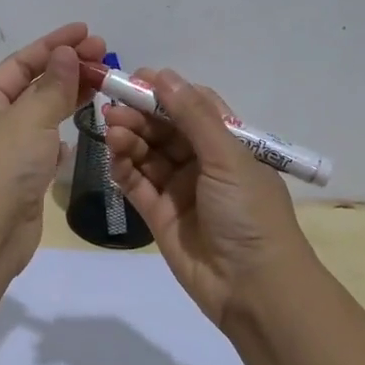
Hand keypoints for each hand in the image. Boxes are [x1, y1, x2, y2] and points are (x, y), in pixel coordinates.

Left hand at [0, 23, 105, 274]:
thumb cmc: (5, 166)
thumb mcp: (31, 117)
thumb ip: (53, 85)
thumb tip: (66, 53)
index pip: (22, 62)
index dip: (54, 44)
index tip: (87, 32)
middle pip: (33, 87)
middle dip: (67, 69)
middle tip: (105, 56)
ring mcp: (5, 152)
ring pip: (40, 116)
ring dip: (68, 99)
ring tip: (101, 85)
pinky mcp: (20, 178)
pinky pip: (42, 146)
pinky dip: (60, 136)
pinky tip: (76, 133)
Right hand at [105, 69, 315, 328]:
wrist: (253, 289)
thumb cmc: (249, 214)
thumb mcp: (227, 158)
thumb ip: (193, 117)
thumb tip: (165, 76)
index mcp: (229, 145)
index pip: (194, 107)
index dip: (166, 92)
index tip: (136, 78)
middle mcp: (204, 163)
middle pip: (165, 130)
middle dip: (140, 116)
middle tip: (112, 109)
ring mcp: (180, 190)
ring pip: (148, 155)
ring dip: (129, 140)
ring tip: (111, 131)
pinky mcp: (160, 216)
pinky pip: (137, 185)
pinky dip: (123, 170)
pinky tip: (113, 158)